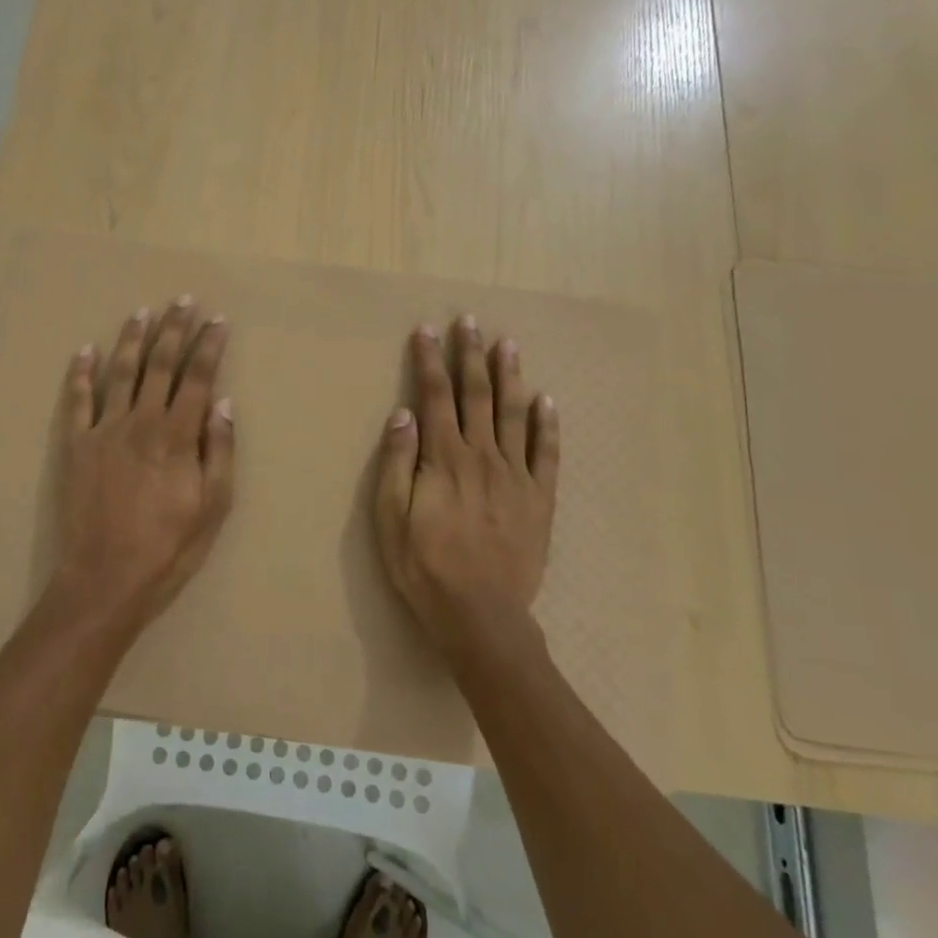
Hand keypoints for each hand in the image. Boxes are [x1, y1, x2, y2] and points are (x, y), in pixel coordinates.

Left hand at [44, 297, 234, 636]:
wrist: (105, 578)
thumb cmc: (169, 548)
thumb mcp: (213, 507)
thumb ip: (219, 451)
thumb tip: (222, 402)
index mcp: (178, 436)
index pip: (198, 378)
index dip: (210, 346)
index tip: (218, 320)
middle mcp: (141, 422)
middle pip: (160, 365)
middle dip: (174, 329)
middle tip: (184, 300)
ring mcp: (104, 430)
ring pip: (120, 372)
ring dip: (132, 339)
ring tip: (142, 311)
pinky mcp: (75, 445)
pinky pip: (77, 401)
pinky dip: (80, 373)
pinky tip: (85, 349)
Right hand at [373, 316, 560, 658]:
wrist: (480, 615)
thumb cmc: (424, 567)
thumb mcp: (390, 518)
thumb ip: (397, 463)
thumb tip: (402, 414)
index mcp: (444, 459)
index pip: (434, 397)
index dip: (429, 361)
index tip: (427, 330)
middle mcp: (482, 456)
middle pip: (476, 395)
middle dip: (470, 356)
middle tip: (470, 322)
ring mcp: (515, 476)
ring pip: (513, 414)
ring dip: (509, 376)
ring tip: (507, 344)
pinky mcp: (539, 499)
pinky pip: (545, 453)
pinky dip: (547, 424)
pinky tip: (546, 399)